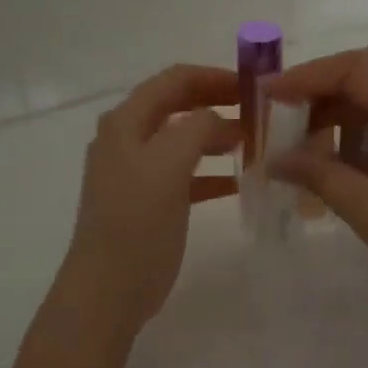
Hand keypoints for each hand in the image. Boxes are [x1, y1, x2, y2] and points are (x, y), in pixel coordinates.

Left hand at [58, 64, 238, 334]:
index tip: (254, 86)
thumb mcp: (168, 166)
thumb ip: (196, 129)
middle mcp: (127, 140)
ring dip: (217, 138)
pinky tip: (239, 181)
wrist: (108, 290)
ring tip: (255, 144)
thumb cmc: (136, 223)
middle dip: (218, 105)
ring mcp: (136, 173)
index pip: (174, 80)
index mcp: (126, 123)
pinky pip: (185, 176)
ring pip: (184, 141)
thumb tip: (218, 119)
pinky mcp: (148, 203)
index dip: (214, 77)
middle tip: (259, 113)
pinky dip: (211, 173)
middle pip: (178, 107)